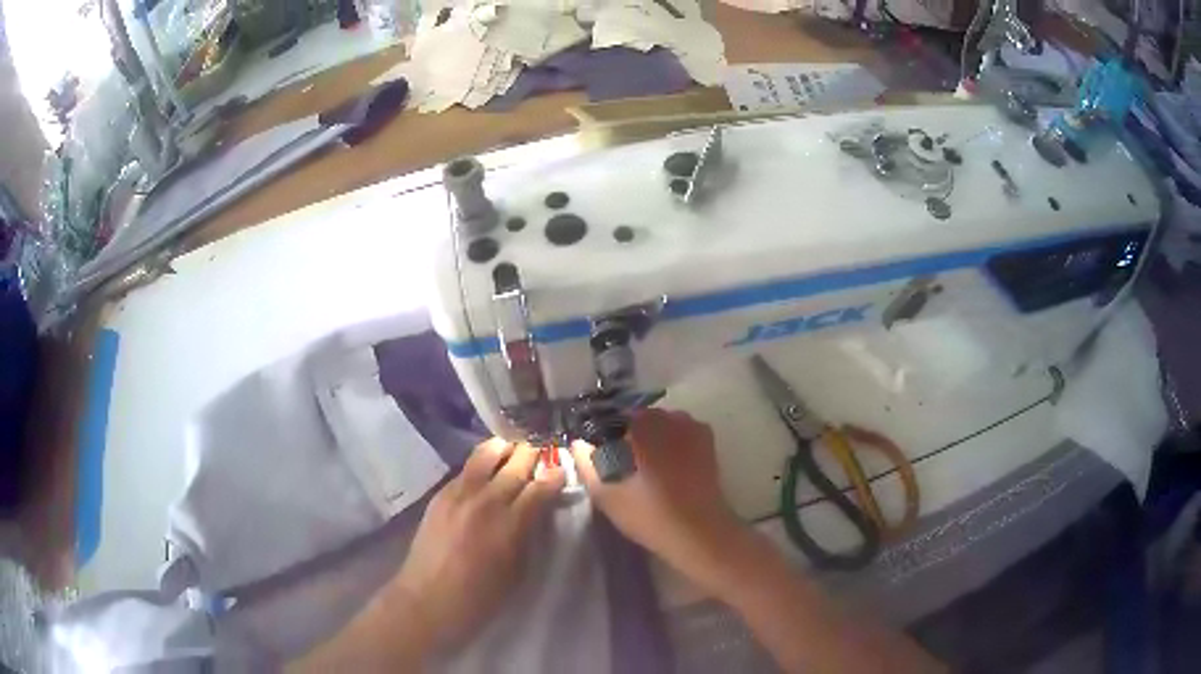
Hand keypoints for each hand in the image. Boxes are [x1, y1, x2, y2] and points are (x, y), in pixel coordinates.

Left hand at [393, 438, 563, 649]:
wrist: (429, 598)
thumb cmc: (481, 596)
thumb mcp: (518, 570)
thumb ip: (529, 534)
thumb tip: (538, 511)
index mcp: (511, 525)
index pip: (540, 488)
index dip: (554, 475)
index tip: (562, 468)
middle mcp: (487, 501)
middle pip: (516, 465)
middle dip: (533, 456)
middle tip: (542, 452)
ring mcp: (460, 494)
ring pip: (486, 454)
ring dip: (504, 449)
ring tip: (513, 449)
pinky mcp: (441, 494)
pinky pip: (466, 469)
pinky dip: (481, 462)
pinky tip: (485, 466)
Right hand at [571, 409, 748, 594]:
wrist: (699, 533)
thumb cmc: (650, 514)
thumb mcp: (607, 495)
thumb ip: (587, 465)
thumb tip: (578, 443)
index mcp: (644, 426)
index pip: (615, 416)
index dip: (606, 431)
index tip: (601, 450)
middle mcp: (670, 418)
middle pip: (641, 417)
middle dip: (630, 432)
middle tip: (622, 459)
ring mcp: (694, 428)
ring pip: (664, 422)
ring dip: (653, 436)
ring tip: (645, 464)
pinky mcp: (708, 443)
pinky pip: (682, 432)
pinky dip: (672, 441)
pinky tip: (667, 465)